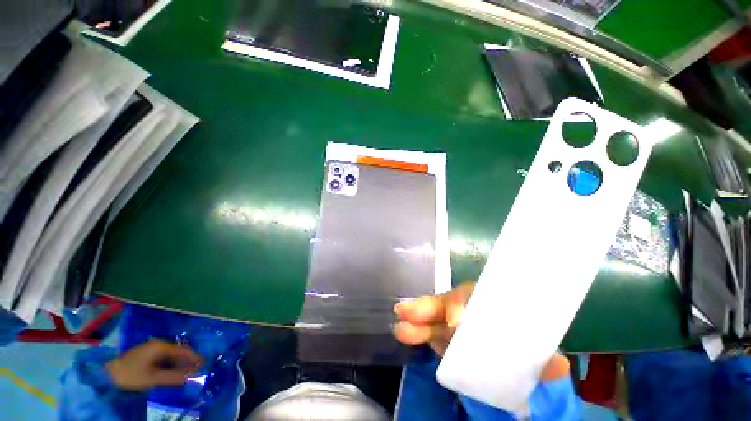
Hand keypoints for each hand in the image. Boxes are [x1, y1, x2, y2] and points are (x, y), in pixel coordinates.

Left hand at [106, 339, 203, 390]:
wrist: (106, 374)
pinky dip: (170, 365)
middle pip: (178, 352)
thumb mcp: (153, 379)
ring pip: (171, 356)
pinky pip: (164, 358)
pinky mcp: (146, 354)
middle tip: (196, 371)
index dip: (195, 357)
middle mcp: (158, 344)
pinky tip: (171, 373)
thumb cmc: (131, 375)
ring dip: (179, 364)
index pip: (184, 350)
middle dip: (188, 361)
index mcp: (161, 346)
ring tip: (186, 374)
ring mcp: (151, 349)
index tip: (205, 364)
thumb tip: (194, 377)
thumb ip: (174, 377)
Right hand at [393, 282, 569, 380]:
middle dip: (427, 306)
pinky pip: (429, 331)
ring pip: (433, 317)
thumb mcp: (537, 357)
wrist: (512, 367)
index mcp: (492, 306)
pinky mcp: (444, 337)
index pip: (474, 297)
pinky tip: (402, 331)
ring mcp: (455, 324)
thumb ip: (544, 361)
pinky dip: (416, 332)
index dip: (460, 305)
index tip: (454, 323)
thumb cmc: (525, 353)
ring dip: (416, 318)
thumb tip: (557, 366)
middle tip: (406, 311)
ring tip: (398, 324)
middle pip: (446, 303)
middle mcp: (470, 311)